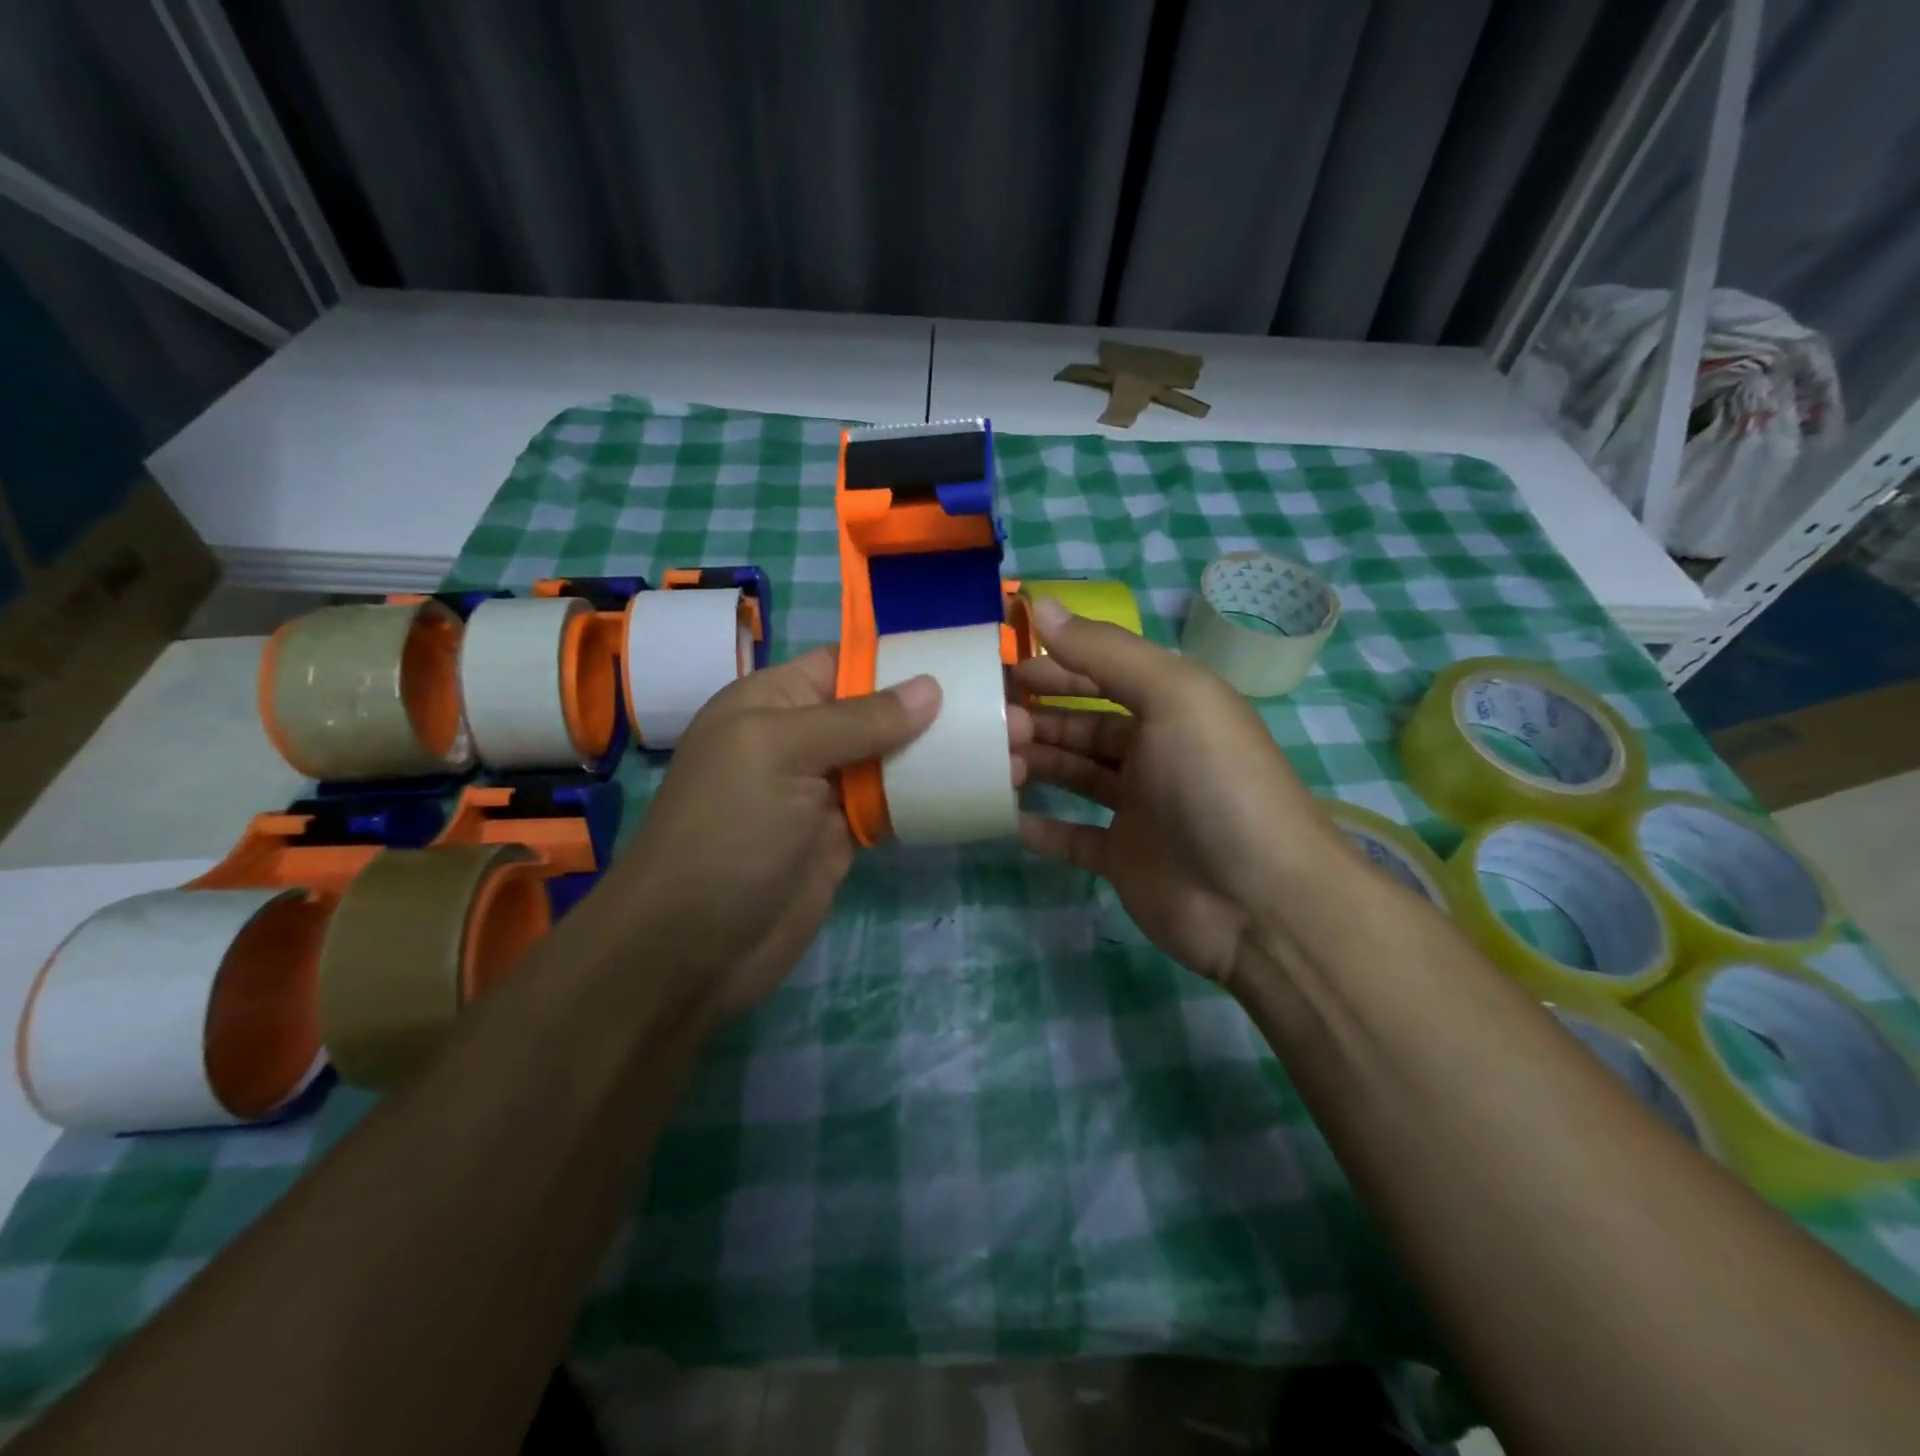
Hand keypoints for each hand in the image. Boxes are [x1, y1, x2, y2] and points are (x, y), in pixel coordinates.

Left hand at [604, 647, 1030, 1016]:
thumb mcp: (780, 754)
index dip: (906, 658)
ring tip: (1016, 749)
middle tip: (1014, 711)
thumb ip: (856, 719)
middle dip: (942, 708)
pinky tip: (982, 789)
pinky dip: (934, 796)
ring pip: (895, 758)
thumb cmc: (728, 831)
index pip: (848, 662)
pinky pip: (896, 805)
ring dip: (948, 753)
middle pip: (880, 710)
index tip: (972, 658)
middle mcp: (801, 738)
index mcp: (774, 701)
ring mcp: (825, 790)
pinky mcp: (845, 836)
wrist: (693, 948)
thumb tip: (929, 687)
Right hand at [1014, 598, 1340, 985]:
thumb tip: (1041, 605)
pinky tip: (1007, 818)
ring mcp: (1140, 809)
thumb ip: (1106, 651)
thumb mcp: (1173, 695)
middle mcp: (1156, 752)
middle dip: (1037, 718)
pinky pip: (1073, 837)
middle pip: (1083, 726)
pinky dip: (1042, 827)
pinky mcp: (1125, 859)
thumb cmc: (1215, 782)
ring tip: (992, 763)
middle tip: (990, 723)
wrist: (1258, 902)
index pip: (1103, 675)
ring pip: (1075, 776)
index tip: (1002, 669)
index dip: (1055, 668)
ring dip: (1035, 765)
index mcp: (1173, 707)